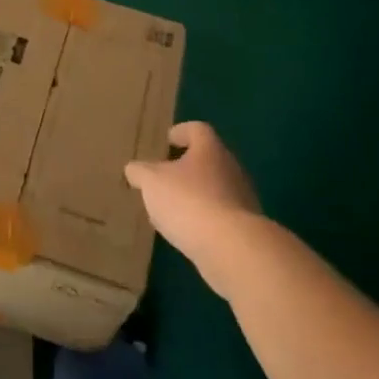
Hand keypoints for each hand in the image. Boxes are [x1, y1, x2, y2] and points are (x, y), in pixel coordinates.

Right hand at [124, 122, 263, 296]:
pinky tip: (185, 233)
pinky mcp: (244, 228)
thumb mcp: (152, 182)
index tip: (167, 141)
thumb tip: (134, 169)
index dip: (181, 132)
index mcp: (210, 149)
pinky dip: (202, 220)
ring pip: (214, 190)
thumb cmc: (188, 202)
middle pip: (207, 160)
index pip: (197, 129)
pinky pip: (219, 216)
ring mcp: (242, 199)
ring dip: (194, 196)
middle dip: (185, 168)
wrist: (231, 248)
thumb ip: (140, 172)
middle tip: (162, 178)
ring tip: (170, 209)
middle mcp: (230, 168)